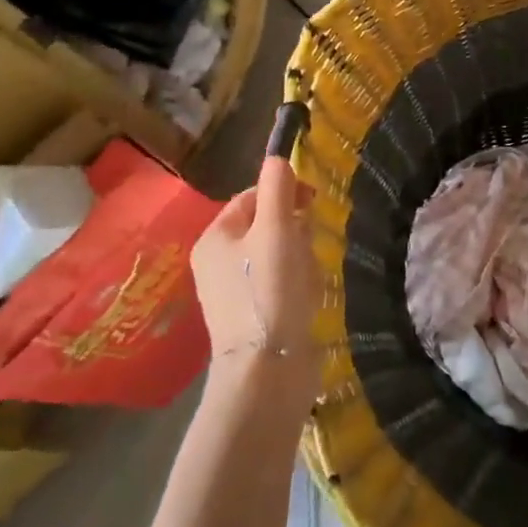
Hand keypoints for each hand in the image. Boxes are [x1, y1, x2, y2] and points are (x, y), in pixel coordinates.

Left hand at [190, 155, 321, 408]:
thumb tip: (278, 157)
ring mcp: (232, 292)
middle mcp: (216, 263)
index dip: (283, 193)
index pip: (252, 197)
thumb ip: (278, 189)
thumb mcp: (276, 230)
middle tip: (308, 246)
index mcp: (214, 237)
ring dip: (300, 257)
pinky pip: (279, 284)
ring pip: (276, 254)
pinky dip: (297, 284)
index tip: (312, 204)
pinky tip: (307, 298)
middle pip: (266, 225)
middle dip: (294, 230)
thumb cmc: (269, 290)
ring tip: (308, 277)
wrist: (267, 369)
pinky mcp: (252, 316)